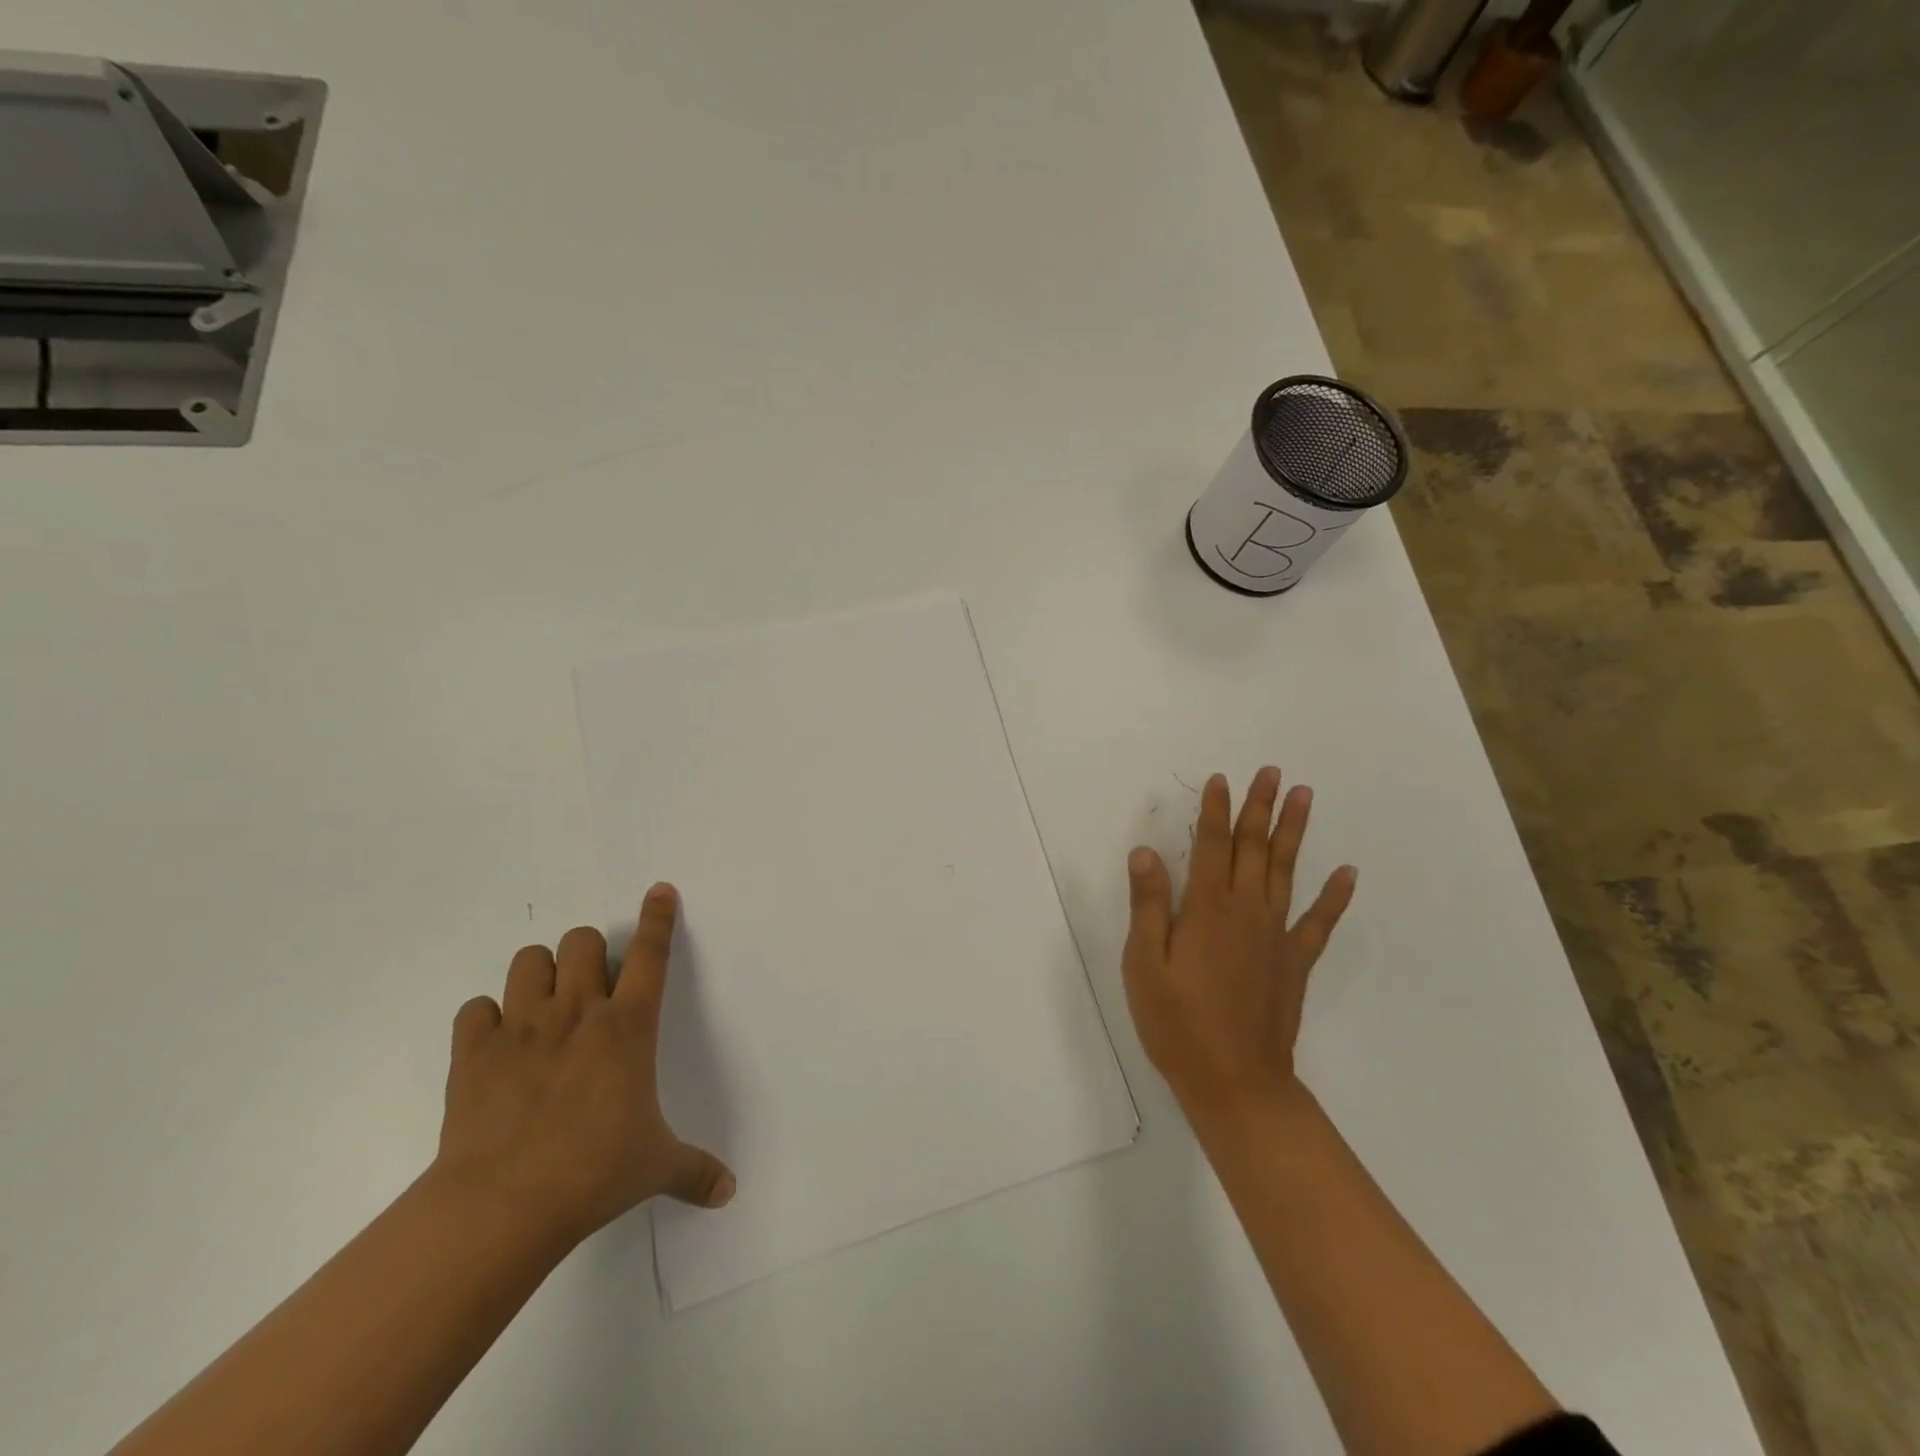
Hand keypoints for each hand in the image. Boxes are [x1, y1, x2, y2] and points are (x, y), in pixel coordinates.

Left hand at [433, 883, 734, 1248]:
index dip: (658, 917)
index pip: (651, 954)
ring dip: (542, 972)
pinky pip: (476, 1007)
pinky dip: (488, 1017)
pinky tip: (498, 1042)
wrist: (503, 1206)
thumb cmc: (595, 1173)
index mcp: (628, 1027)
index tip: (660, 891)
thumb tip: (729, 1192)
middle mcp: (578, 1012)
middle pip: (584, 940)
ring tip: (547, 1004)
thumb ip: (695, 1171)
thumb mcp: (656, 1166)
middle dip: (590, 952)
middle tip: (592, 985)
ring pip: (530, 959)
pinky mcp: (475, 1051)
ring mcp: (523, 1027)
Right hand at [1122, 768, 1356, 1119]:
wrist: (1235, 1081)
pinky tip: (1347, 872)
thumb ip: (1148, 905)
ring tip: (1305, 796)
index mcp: (1205, 908)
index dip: (1214, 810)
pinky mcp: (1294, 962)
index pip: (1210, 846)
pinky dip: (1335, 896)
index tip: (1220, 779)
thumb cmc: (1177, 1022)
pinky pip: (1319, 922)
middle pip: (1253, 848)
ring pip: (1286, 871)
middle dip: (1260, 807)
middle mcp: (1244, 910)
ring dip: (1295, 832)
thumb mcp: (1144, 964)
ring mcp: (1275, 935)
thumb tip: (1146, 852)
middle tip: (1272, 771)